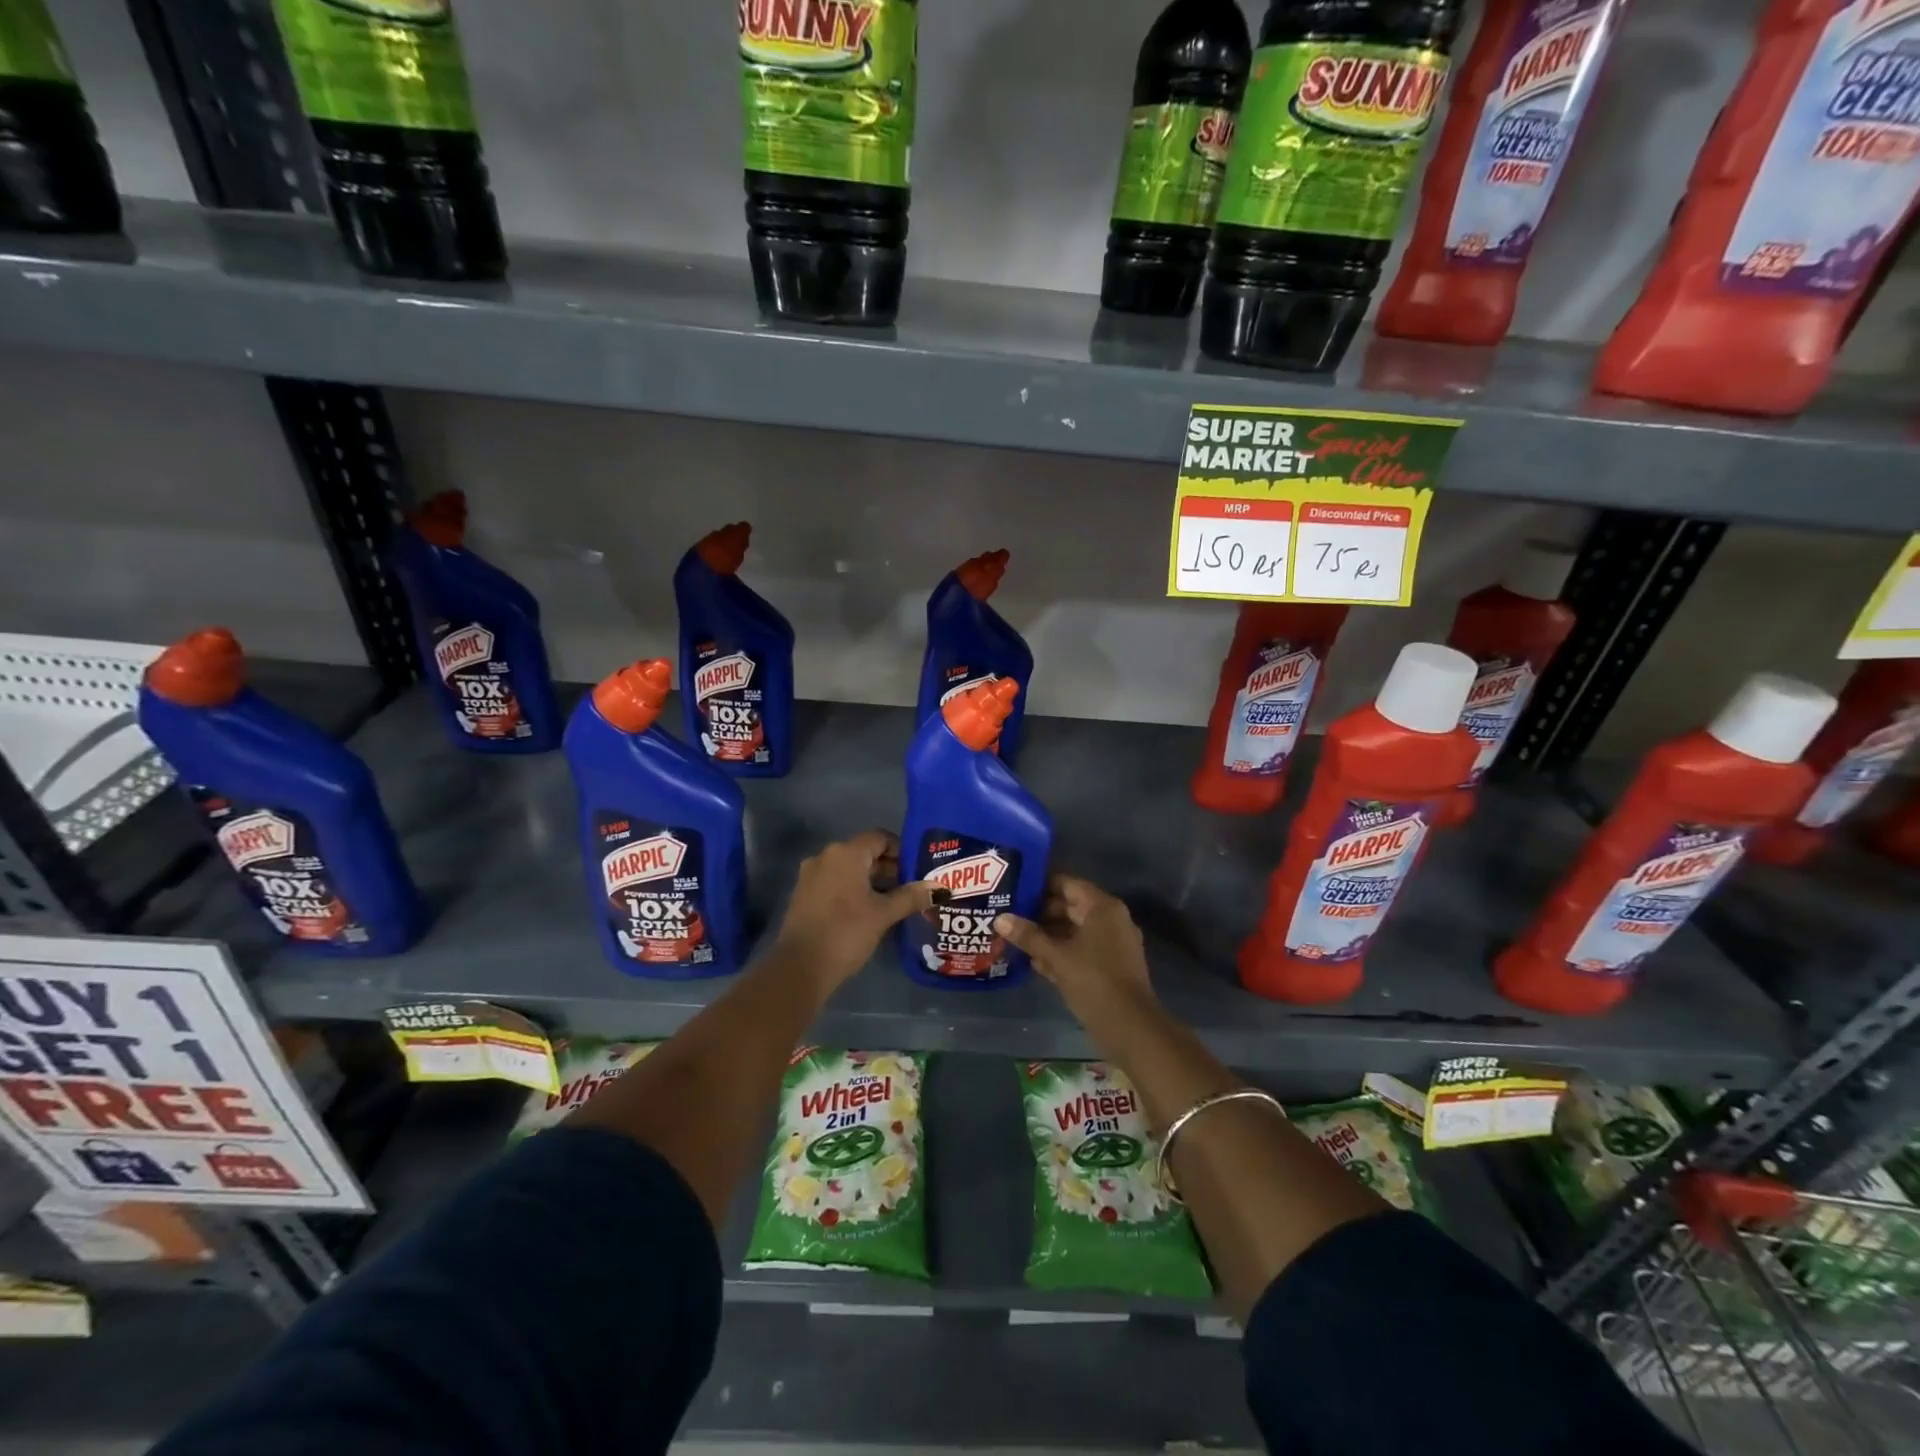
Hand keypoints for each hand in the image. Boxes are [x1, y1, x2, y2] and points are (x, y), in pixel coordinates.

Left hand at [770, 830, 934, 995]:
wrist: (800, 968)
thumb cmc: (846, 932)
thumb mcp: (883, 914)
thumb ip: (911, 897)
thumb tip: (940, 888)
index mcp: (845, 853)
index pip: (880, 838)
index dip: (902, 850)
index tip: (918, 869)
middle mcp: (825, 857)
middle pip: (864, 853)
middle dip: (890, 868)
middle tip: (912, 888)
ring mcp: (811, 876)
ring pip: (850, 870)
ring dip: (873, 881)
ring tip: (896, 902)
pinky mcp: (804, 895)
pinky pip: (836, 883)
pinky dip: (854, 891)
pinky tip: (870, 912)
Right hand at [995, 875, 1153, 1011]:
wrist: (1130, 1027)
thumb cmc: (1094, 981)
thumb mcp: (1057, 957)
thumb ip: (1029, 936)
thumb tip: (1000, 918)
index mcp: (1103, 908)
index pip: (1068, 884)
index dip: (1040, 885)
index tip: (1015, 889)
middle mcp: (1111, 919)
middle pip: (1071, 907)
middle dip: (1040, 913)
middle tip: (1009, 916)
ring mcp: (1114, 944)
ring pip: (1075, 930)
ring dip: (1048, 935)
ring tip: (1016, 939)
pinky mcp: (1111, 966)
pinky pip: (1082, 949)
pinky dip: (1061, 952)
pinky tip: (1035, 962)